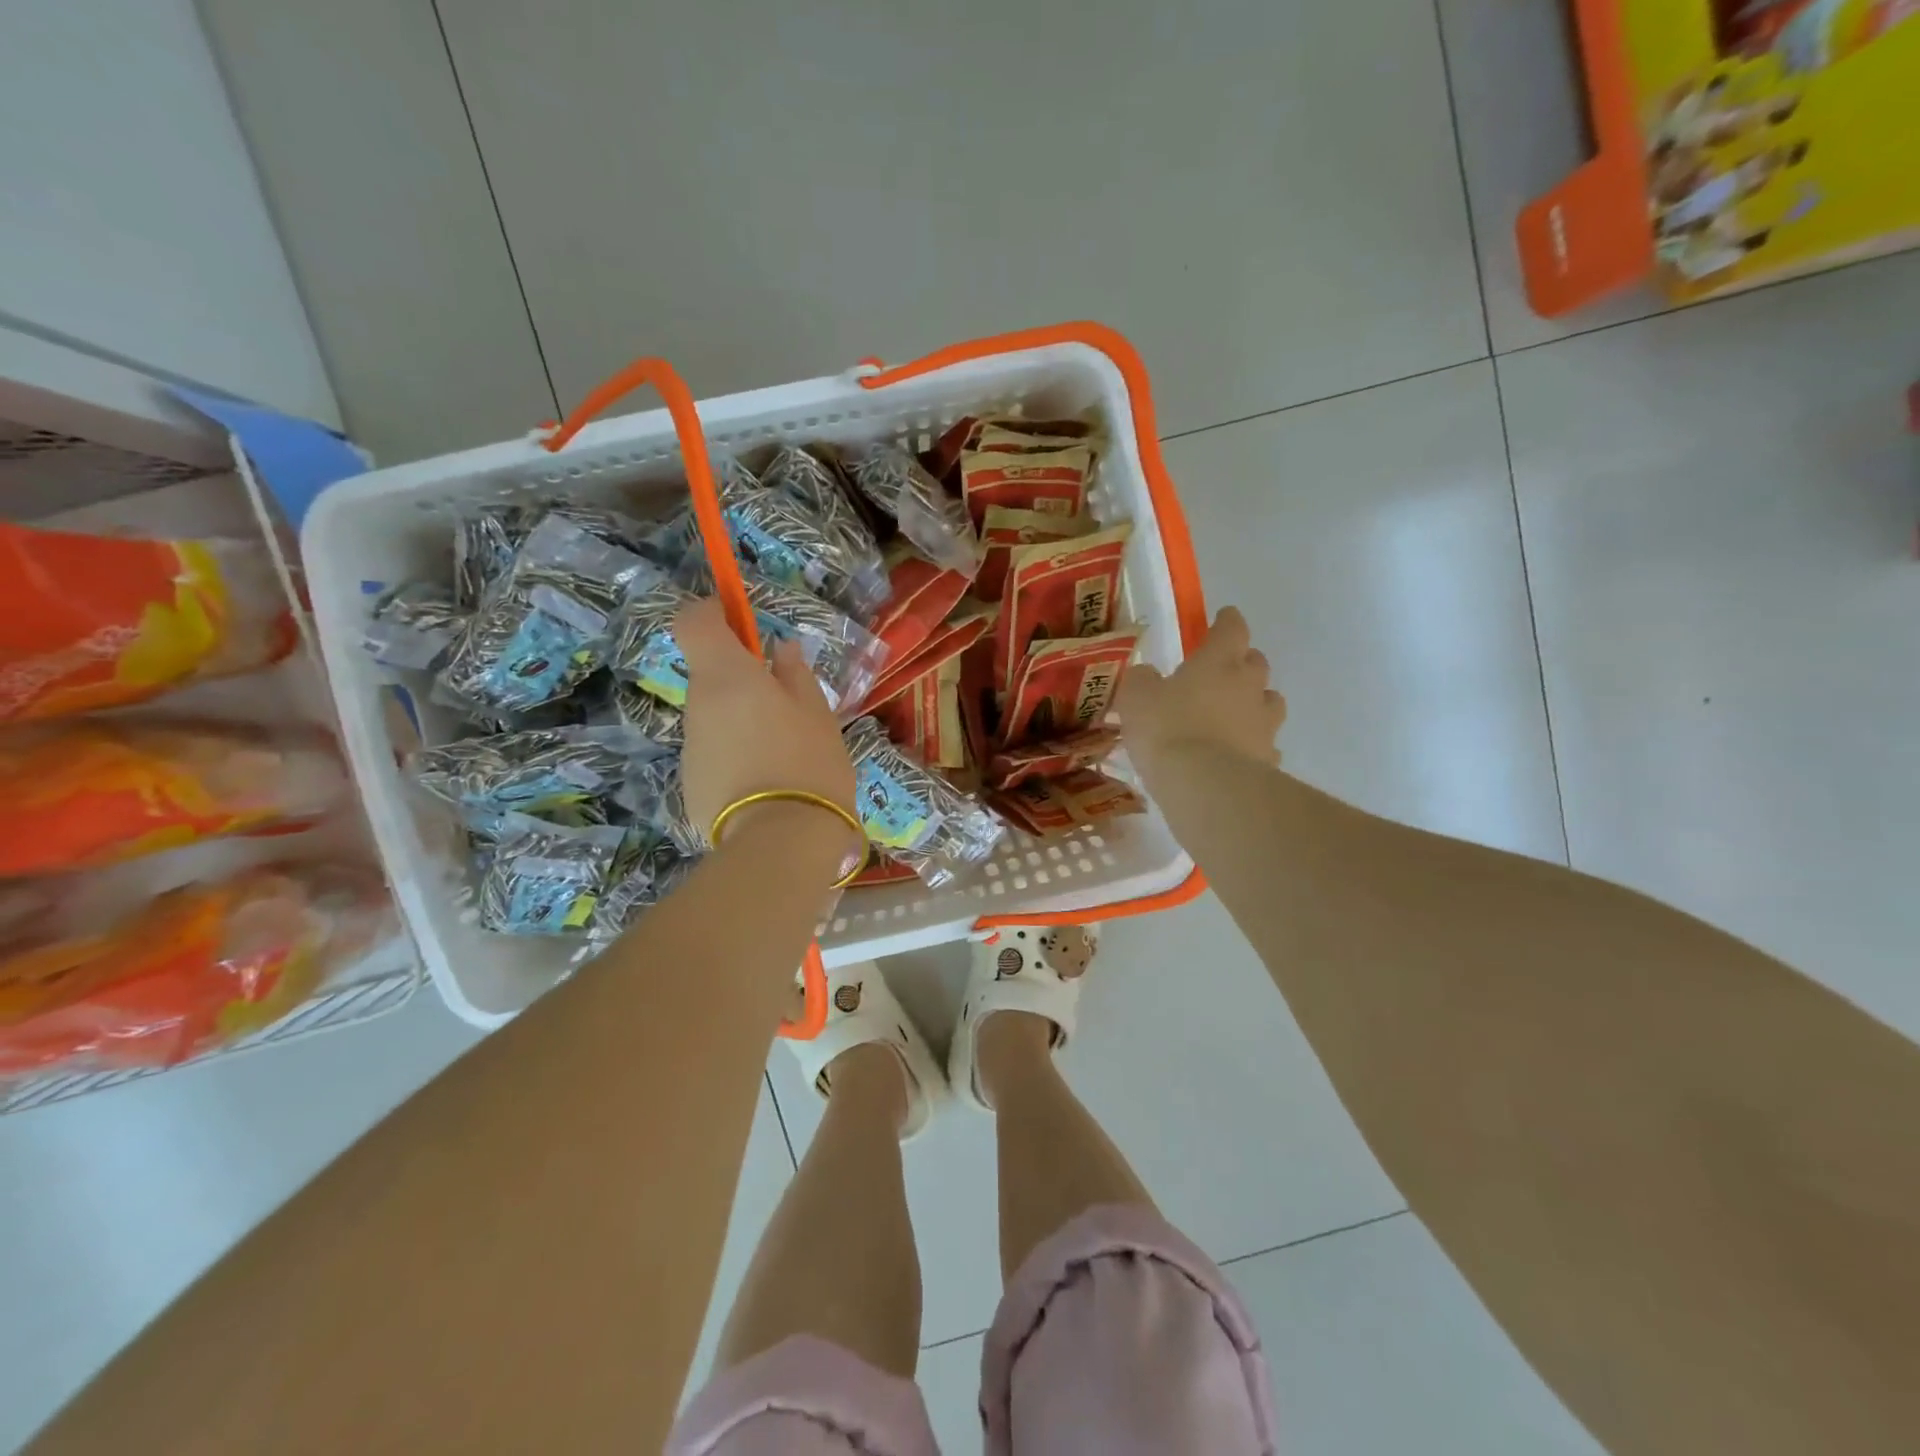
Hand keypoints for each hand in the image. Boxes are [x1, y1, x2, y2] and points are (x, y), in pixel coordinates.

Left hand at [675, 597, 859, 870]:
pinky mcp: (691, 783)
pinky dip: (736, 754)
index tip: (742, 621)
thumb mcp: (817, 713)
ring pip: (714, 716)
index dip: (712, 612)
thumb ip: (795, 675)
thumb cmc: (808, 762)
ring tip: (783, 749)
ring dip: (741, 718)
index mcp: (726, 676)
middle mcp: (698, 705)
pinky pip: (714, 752)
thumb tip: (782, 650)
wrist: (780, 841)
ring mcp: (690, 746)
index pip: (693, 621)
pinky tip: (768, 781)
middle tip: (786, 700)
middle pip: (708, 673)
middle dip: (741, 677)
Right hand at [1117, 606, 1285, 784]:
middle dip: (1242, 662)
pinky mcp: (1269, 760)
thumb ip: (1142, 680)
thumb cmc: (1166, 729)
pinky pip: (1265, 744)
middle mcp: (1249, 686)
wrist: (1204, 786)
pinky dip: (1253, 744)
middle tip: (1222, 671)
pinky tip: (1237, 755)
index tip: (1224, 617)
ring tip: (1234, 714)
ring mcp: (1264, 724)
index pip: (1231, 628)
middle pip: (1256, 663)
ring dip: (1254, 703)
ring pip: (1269, 702)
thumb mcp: (1135, 697)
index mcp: (1219, 661)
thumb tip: (1148, 676)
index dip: (1227, 621)